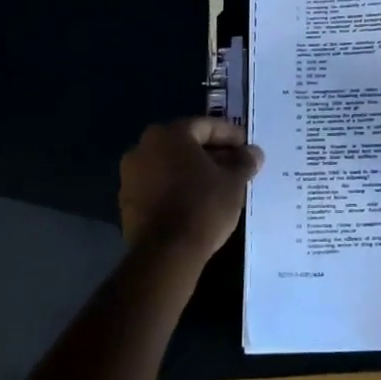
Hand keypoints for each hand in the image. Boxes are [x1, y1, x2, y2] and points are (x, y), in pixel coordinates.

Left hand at [118, 118, 263, 261]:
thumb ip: (244, 162)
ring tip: (219, 186)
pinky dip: (177, 188)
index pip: (205, 126)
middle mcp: (143, 147)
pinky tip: (196, 203)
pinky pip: (158, 186)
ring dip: (193, 172)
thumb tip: (253, 152)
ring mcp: (130, 176)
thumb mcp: (233, 182)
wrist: (165, 253)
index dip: (230, 135)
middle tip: (235, 166)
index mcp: (169, 134)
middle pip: (185, 145)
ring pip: (170, 166)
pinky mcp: (126, 203)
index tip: (247, 147)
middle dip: (211, 154)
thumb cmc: (203, 206)